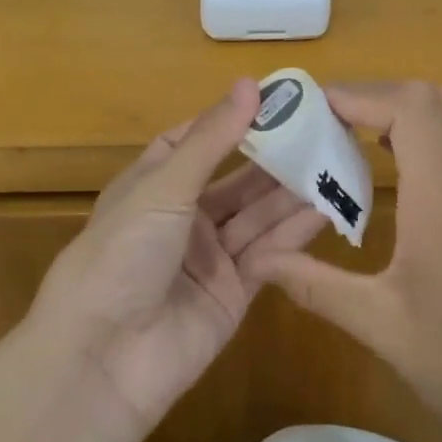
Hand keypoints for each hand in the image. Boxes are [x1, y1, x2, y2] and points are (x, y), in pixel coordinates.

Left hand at [31, 80, 328, 441]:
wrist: (104, 357)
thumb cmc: (122, 254)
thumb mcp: (163, 187)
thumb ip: (212, 139)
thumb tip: (251, 84)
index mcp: (154, 186)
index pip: (196, 142)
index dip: (233, 121)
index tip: (279, 101)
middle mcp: (183, 217)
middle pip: (237, 180)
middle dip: (276, 158)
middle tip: (325, 132)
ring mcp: (210, 257)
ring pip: (258, 216)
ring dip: (292, 193)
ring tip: (337, 164)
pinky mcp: (234, 293)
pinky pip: (269, 254)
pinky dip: (295, 233)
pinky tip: (327, 209)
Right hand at [240, 81, 441, 441]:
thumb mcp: (381, 327)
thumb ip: (315, 285)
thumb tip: (257, 261)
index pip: (410, 108)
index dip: (358, 95)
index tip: (310, 108)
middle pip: (432, 100)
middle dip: (374, 97)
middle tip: (323, 121)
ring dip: (400, 116)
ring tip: (348, 141)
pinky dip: (424, 140)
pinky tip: (395, 178)